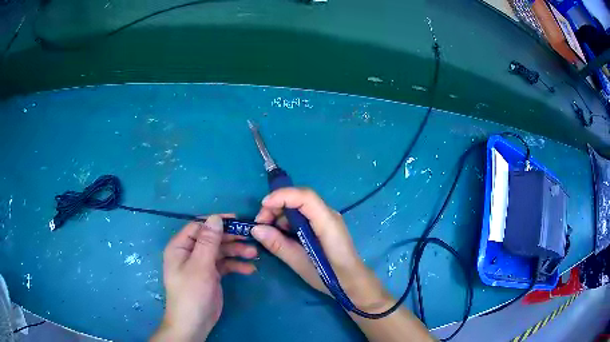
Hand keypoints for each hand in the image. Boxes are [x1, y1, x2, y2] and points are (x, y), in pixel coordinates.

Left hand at [152, 215, 257, 341]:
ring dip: (236, 251)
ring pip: (220, 251)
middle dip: (231, 238)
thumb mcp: (200, 266)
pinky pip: (224, 265)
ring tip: (253, 254)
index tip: (237, 220)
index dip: (217, 222)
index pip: (199, 226)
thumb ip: (208, 241)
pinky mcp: (211, 275)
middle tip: (250, 237)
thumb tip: (215, 217)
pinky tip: (249, 269)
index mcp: (181, 246)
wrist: (194, 323)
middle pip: (212, 238)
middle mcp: (190, 252)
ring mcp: (201, 264)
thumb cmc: (192, 293)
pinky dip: (236, 265)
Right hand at [252, 188, 391, 311]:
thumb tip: (256, 229)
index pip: (305, 197)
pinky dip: (287, 221)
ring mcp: (327, 219)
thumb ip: (279, 245)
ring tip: (267, 231)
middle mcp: (328, 215)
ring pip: (299, 206)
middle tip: (260, 224)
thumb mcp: (300, 264)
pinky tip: (279, 234)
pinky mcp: (323, 225)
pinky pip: (302, 215)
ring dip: (280, 213)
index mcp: (327, 223)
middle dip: (276, 205)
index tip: (263, 206)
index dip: (283, 196)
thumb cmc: (330, 277)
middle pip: (300, 198)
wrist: (353, 282)